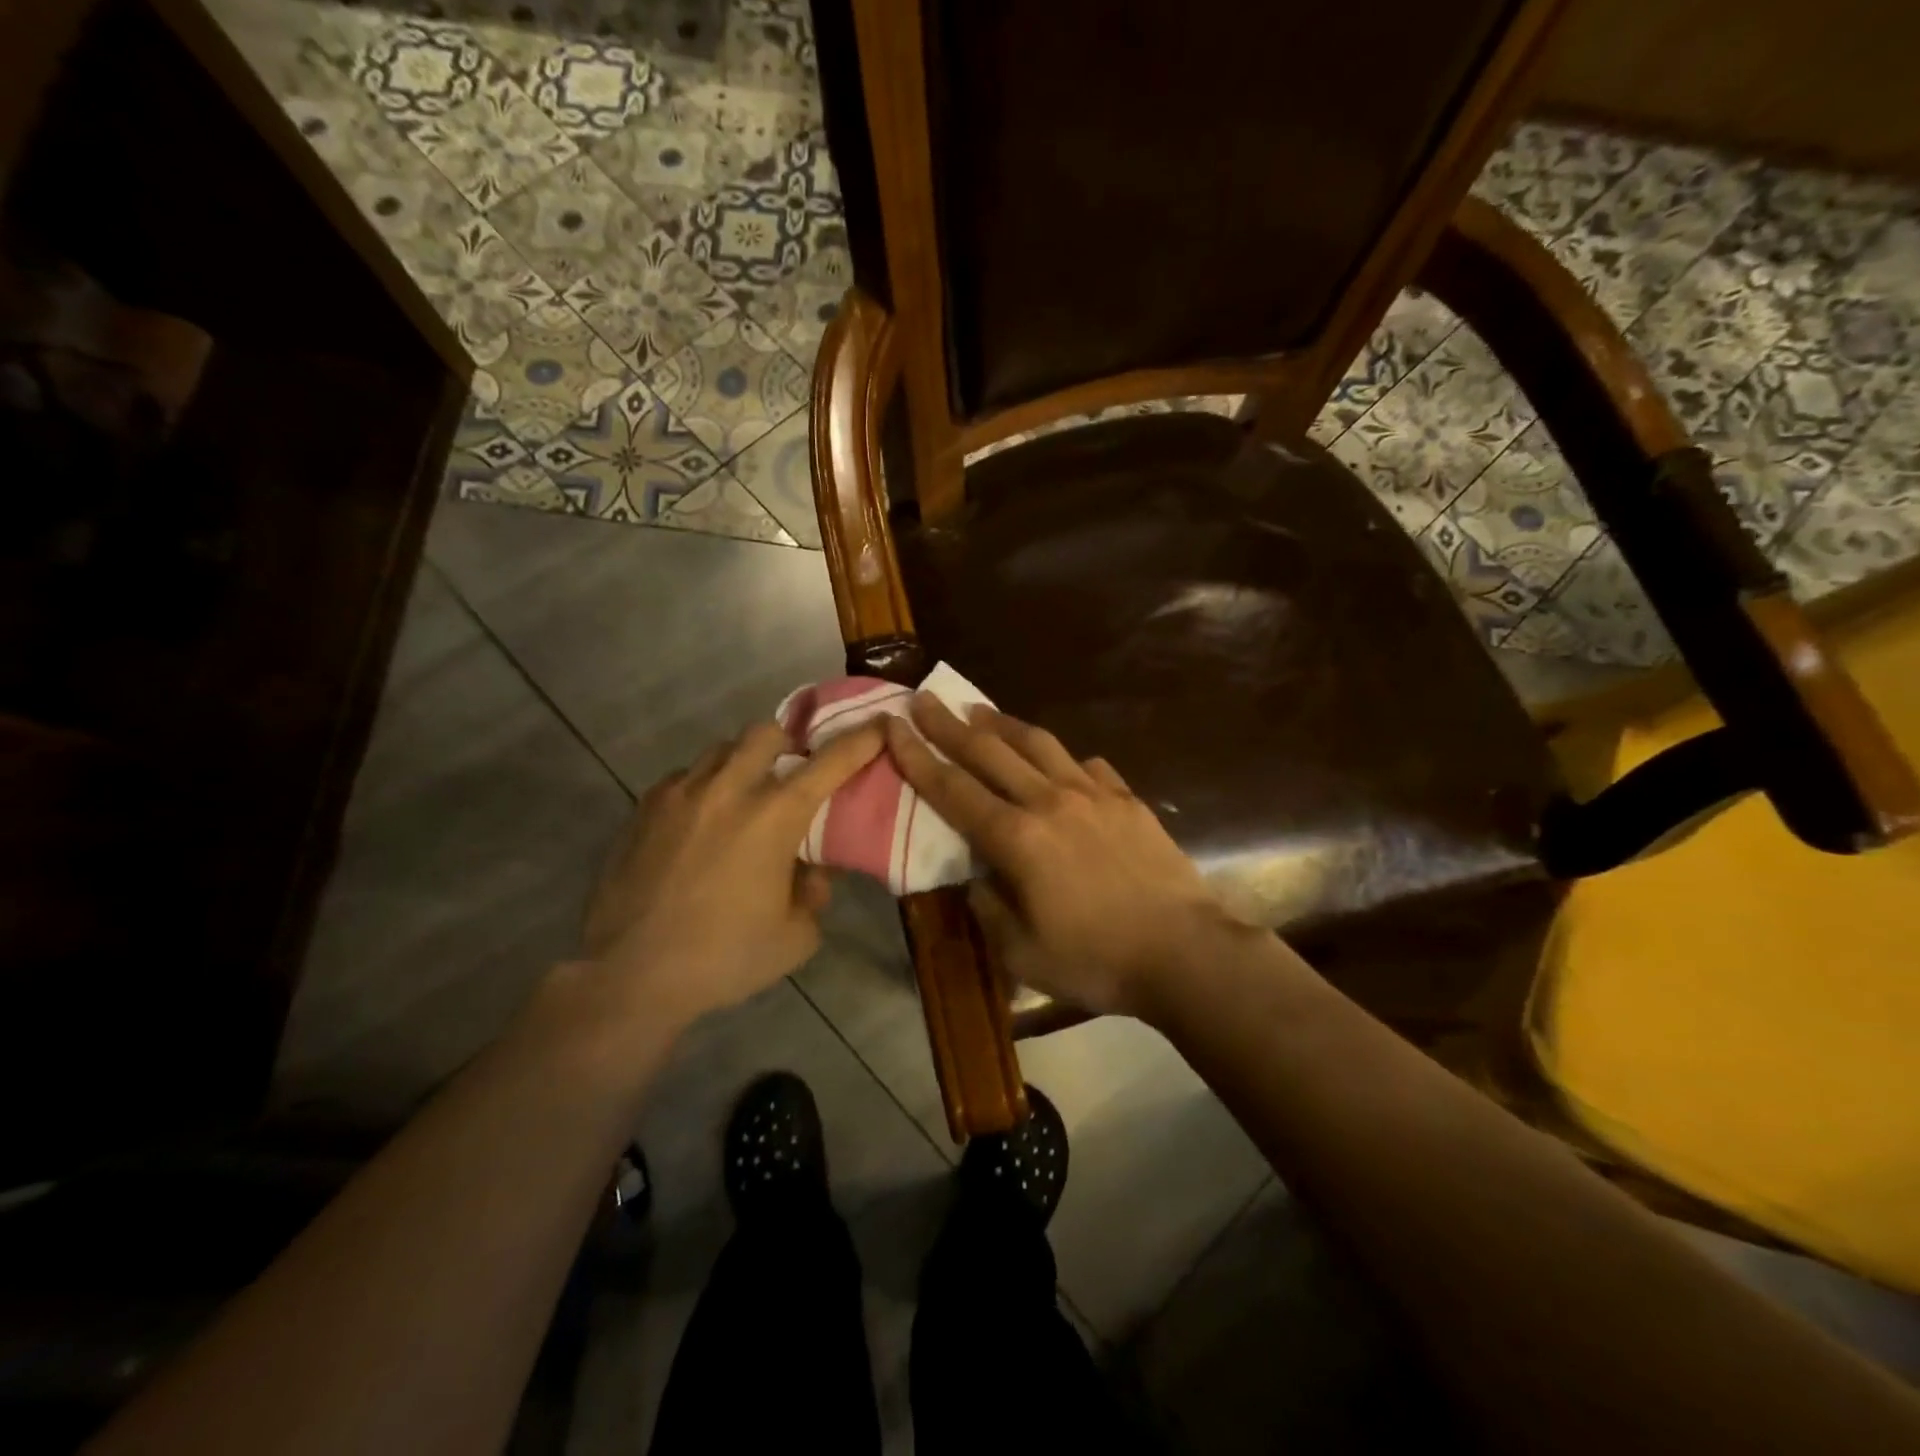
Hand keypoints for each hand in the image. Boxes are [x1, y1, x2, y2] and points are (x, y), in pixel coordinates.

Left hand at [581, 721, 884, 1029]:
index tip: (879, 725)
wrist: (630, 976)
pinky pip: (682, 778)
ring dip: (742, 763)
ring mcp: (680, 794)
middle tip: (791, 772)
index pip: (830, 762)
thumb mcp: (795, 938)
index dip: (861, 740)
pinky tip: (699, 823)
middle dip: (787, 743)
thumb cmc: (724, 957)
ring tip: (742, 796)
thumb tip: (810, 873)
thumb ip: (813, 895)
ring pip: (720, 749)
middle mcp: (729, 790)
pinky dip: (702, 787)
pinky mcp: (643, 810)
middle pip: (765, 733)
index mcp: (774, 816)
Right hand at [883, 695, 1243, 1017]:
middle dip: (949, 725)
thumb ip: (989, 907)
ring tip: (980, 711)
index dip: (917, 756)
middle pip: (989, 752)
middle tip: (924, 699)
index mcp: (1016, 839)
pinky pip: (1087, 766)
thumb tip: (977, 877)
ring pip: (1038, 745)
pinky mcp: (1127, 800)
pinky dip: (1063, 759)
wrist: (1184, 952)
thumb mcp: (1022, 953)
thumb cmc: (1096, 960)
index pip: (953, 789)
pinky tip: (1060, 762)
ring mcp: (1093, 795)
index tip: (893, 724)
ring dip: (1003, 725)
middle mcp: (1049, 802)